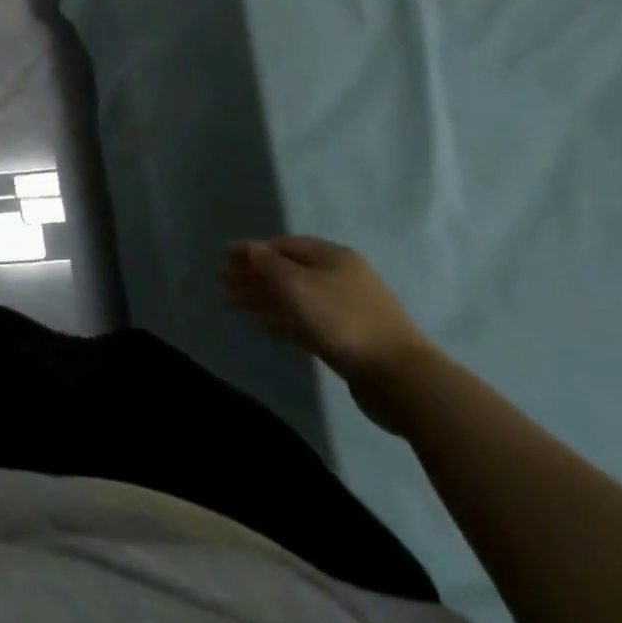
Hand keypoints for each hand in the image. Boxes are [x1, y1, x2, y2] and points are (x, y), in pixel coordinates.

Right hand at [221, 236, 436, 432]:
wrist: (399, 377)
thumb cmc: (342, 319)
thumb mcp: (296, 283)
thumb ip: (266, 263)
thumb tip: (247, 248)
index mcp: (333, 257)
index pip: (284, 245)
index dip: (252, 250)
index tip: (224, 259)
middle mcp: (340, 278)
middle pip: (287, 271)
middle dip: (254, 275)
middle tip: (223, 283)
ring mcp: (345, 310)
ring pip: (294, 298)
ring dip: (263, 298)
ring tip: (233, 304)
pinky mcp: (346, 339)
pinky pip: (305, 322)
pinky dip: (282, 320)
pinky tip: (264, 326)